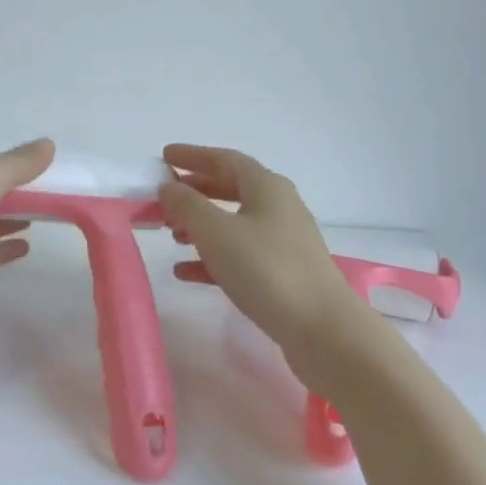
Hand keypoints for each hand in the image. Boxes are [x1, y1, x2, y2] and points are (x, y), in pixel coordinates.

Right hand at [157, 145, 370, 363]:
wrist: (321, 328)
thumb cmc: (266, 269)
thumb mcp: (217, 232)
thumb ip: (187, 205)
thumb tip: (169, 186)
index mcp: (266, 187)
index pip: (225, 159)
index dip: (193, 156)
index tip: (164, 156)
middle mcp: (278, 207)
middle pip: (231, 188)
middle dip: (196, 191)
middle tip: (164, 197)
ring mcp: (283, 241)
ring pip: (234, 223)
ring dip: (201, 225)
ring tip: (171, 234)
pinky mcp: (282, 273)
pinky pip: (240, 255)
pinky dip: (212, 257)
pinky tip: (185, 271)